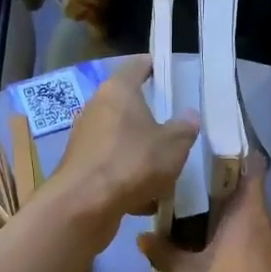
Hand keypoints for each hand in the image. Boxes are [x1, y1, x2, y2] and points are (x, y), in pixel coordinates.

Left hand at [51, 55, 199, 234]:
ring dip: (139, 153)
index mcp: (118, 90)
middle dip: (149, 118)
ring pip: (120, 141)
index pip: (137, 66)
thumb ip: (184, 129)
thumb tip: (189, 116)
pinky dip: (127, 178)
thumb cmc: (132, 163)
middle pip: (127, 106)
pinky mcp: (81, 168)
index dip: (154, 67)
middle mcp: (96, 108)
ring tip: (163, 171)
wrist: (84, 206)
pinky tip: (144, 199)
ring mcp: (85, 139)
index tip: (168, 73)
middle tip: (173, 129)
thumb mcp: (173, 146)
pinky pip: (112, 167)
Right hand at [138, 156, 270, 271]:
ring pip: (258, 222)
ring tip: (206, 230)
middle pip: (251, 195)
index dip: (238, 155)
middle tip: (194, 198)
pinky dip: (247, 245)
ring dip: (236, 223)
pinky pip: (264, 244)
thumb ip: (165, 253)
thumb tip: (141, 237)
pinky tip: (227, 262)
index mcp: (250, 211)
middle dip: (225, 195)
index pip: (253, 165)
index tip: (215, 156)